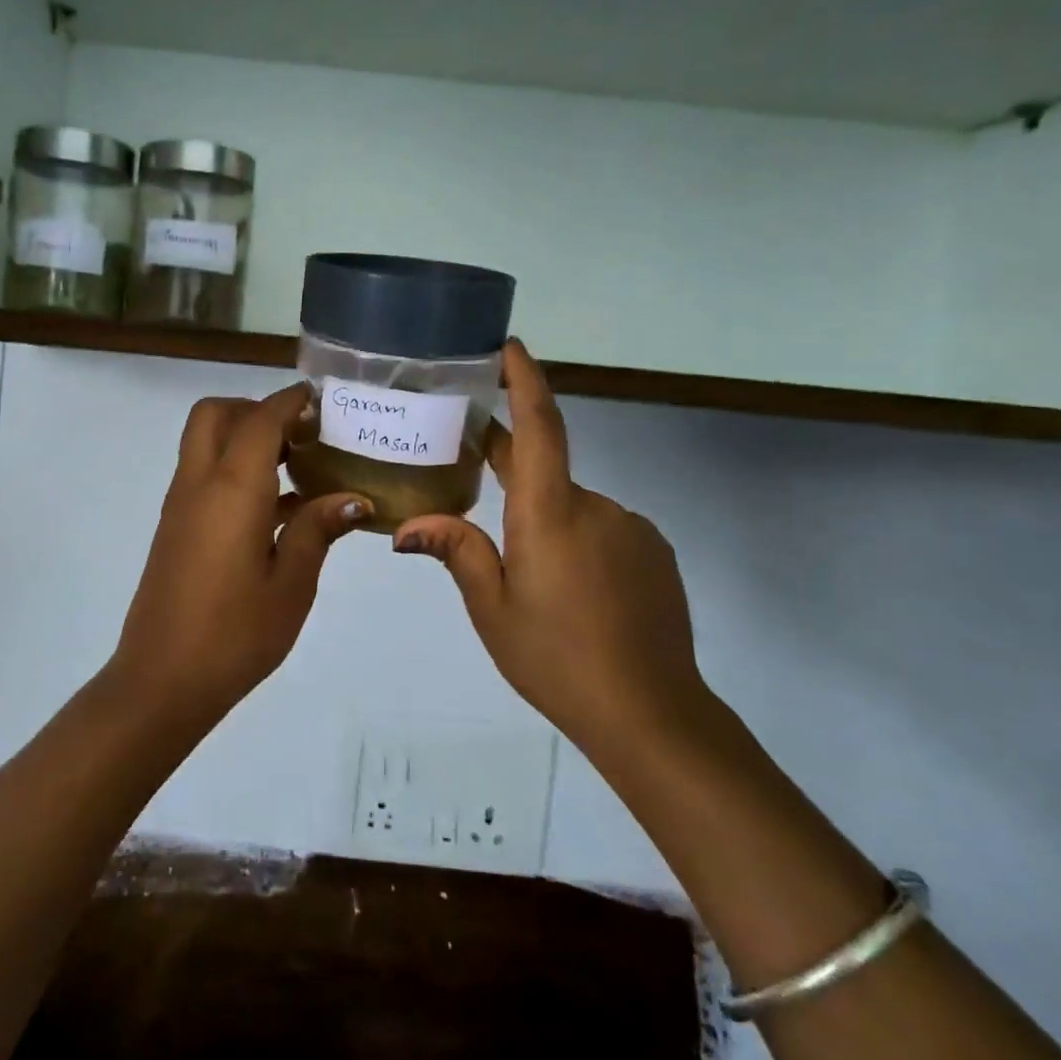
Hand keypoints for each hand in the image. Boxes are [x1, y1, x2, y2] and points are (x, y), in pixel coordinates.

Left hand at [108, 384, 368, 726]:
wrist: (162, 680)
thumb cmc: (235, 634)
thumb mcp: (291, 584)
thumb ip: (318, 530)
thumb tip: (353, 499)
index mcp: (232, 489)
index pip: (260, 419)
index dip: (290, 401)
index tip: (322, 400)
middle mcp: (199, 484)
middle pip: (216, 414)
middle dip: (256, 409)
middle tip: (299, 435)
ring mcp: (180, 505)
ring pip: (205, 442)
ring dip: (244, 438)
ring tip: (297, 469)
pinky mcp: (175, 527)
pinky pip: (203, 475)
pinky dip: (234, 470)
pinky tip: (277, 511)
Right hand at [391, 341, 712, 756]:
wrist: (652, 713)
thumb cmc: (557, 657)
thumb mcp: (492, 608)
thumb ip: (457, 551)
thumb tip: (407, 526)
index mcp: (550, 514)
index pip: (540, 427)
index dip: (524, 380)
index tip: (508, 346)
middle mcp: (595, 506)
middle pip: (546, 470)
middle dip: (510, 467)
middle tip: (474, 472)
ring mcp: (631, 527)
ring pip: (572, 506)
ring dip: (545, 522)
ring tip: (532, 578)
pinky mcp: (653, 551)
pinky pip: (602, 528)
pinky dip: (577, 542)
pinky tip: (572, 590)